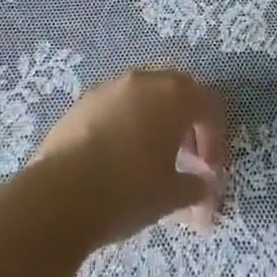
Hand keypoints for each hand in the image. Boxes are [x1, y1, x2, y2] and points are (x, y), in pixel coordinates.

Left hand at [30, 68, 227, 247]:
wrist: (61, 194)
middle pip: (177, 91)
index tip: (208, 171)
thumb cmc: (129, 191)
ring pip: (144, 95)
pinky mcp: (84, 101)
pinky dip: (127, 123)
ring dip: (156, 120)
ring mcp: (111, 87)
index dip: (215, 138)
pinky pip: (117, 105)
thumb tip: (203, 189)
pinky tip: (118, 157)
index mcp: (174, 96)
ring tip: (151, 158)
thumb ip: (195, 188)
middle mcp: (144, 80)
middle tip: (186, 158)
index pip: (208, 105)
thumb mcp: (171, 196)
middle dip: (187, 123)